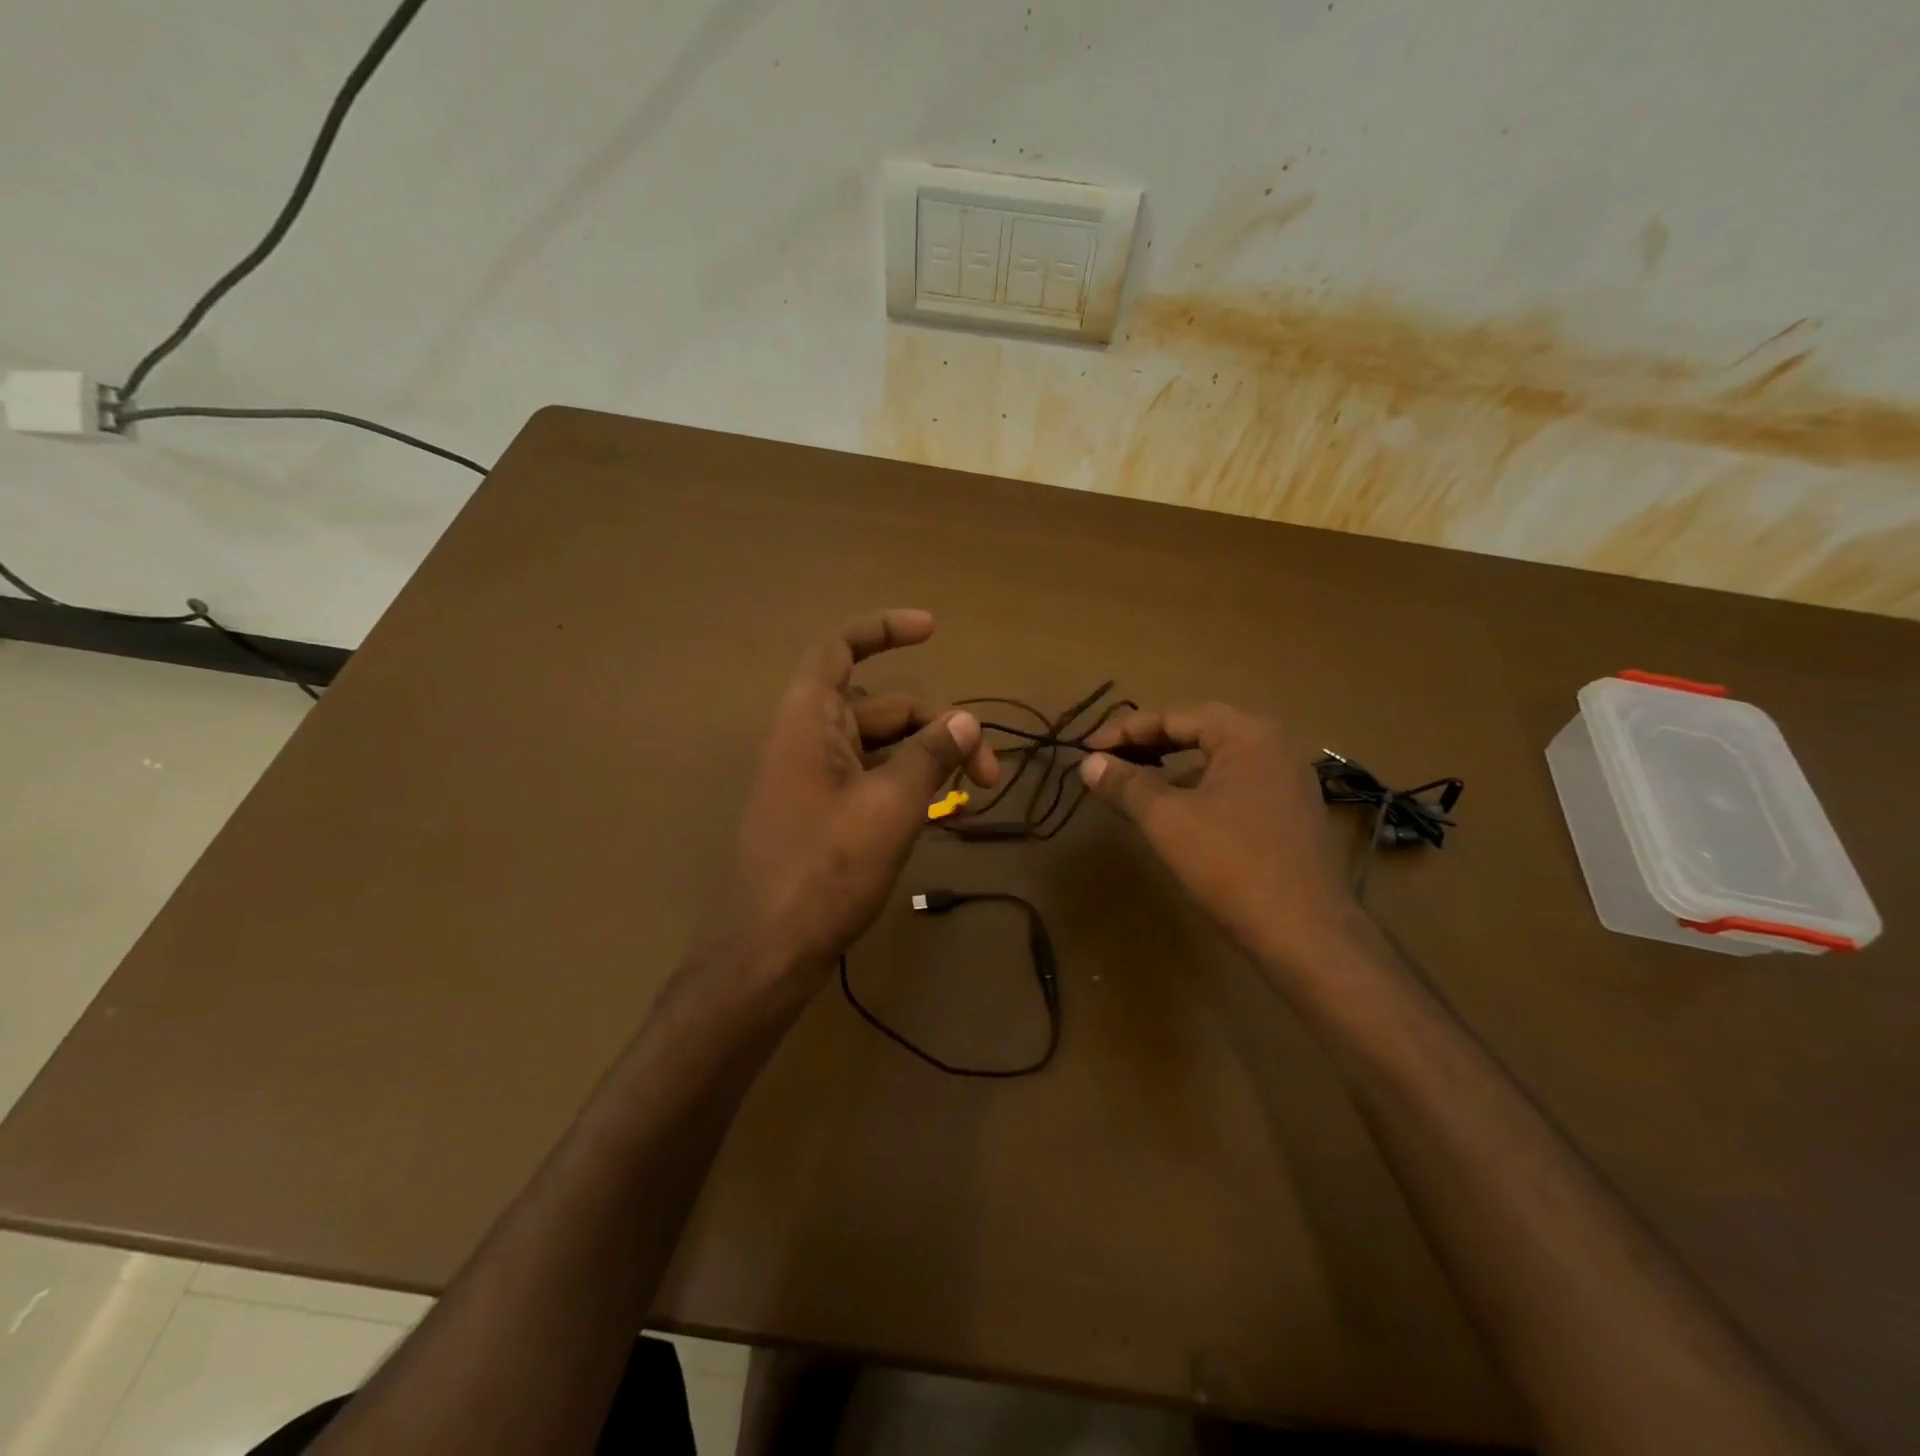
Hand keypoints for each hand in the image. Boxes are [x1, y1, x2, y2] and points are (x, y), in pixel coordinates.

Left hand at [727, 609, 998, 977]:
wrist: (769, 950)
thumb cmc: (825, 868)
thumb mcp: (890, 806)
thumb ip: (930, 755)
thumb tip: (966, 721)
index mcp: (810, 720)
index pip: (840, 648)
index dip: (883, 629)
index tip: (933, 630)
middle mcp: (809, 739)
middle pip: (883, 706)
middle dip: (938, 726)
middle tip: (988, 771)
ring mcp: (815, 779)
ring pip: (884, 747)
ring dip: (929, 759)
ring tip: (973, 793)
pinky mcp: (824, 813)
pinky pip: (873, 780)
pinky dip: (909, 786)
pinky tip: (944, 812)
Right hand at [1080, 703, 1366, 973]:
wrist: (1306, 934)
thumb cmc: (1232, 864)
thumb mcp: (1167, 819)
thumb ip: (1126, 784)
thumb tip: (1088, 762)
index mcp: (1247, 734)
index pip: (1173, 716)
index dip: (1124, 730)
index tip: (1087, 749)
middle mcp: (1273, 746)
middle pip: (1198, 731)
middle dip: (1149, 744)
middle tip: (1108, 760)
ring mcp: (1288, 781)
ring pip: (1216, 760)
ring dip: (1172, 767)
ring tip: (1135, 784)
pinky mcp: (1290, 813)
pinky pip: (1234, 785)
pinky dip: (1198, 789)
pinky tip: (1176, 813)